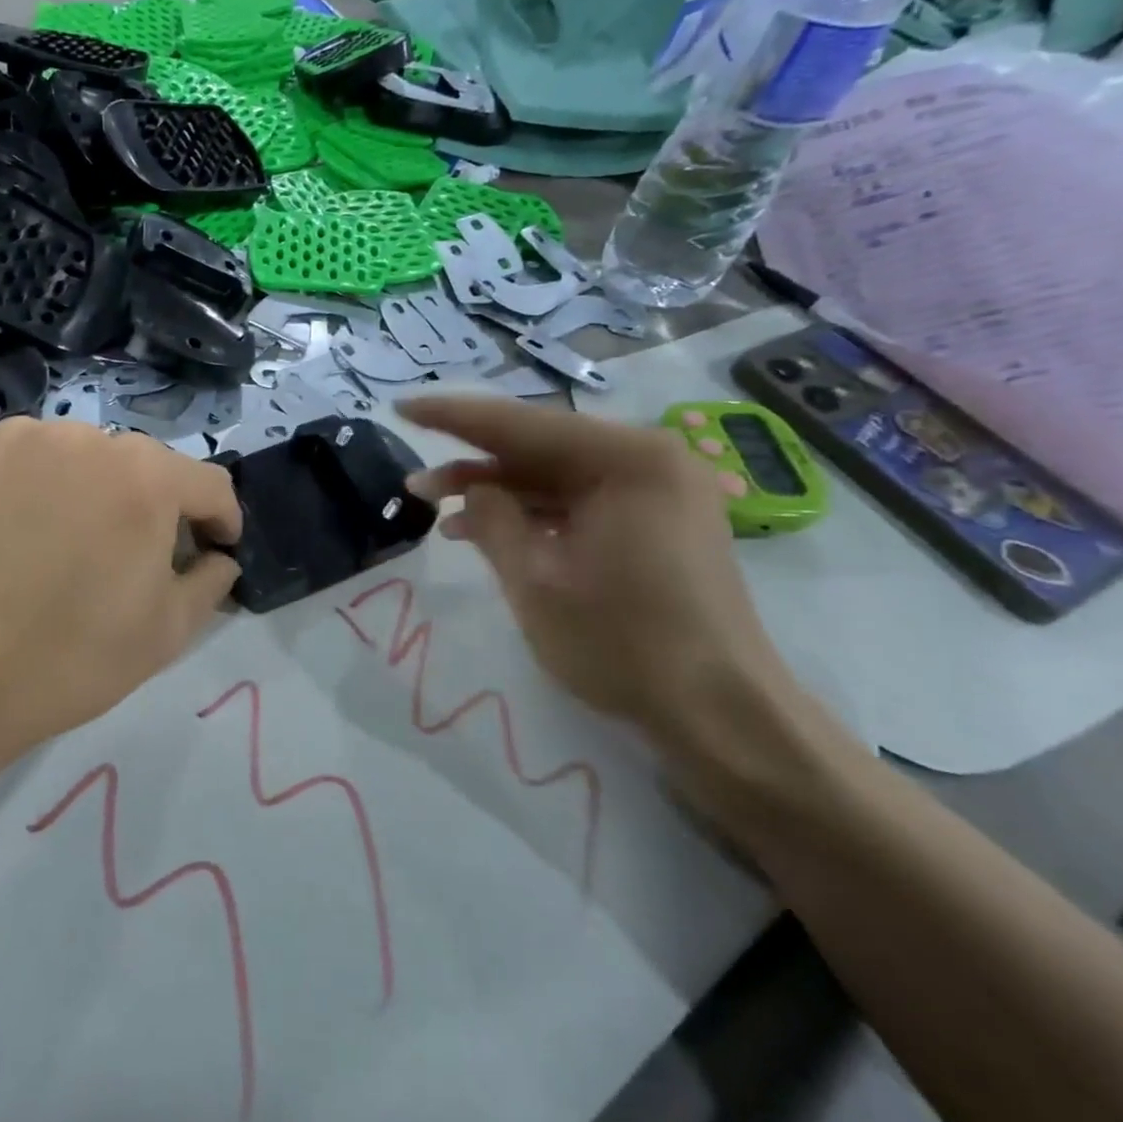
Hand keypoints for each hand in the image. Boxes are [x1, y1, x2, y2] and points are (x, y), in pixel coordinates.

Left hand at [0, 418, 241, 755]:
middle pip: (145, 467)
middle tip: (136, 559)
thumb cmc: (67, 658)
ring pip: (85, 457)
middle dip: (155, 508)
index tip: (215, 550)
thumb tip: (216, 557)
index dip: (221, 521)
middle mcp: (89, 437)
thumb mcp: (166, 633)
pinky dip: (41, 484)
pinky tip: (20, 530)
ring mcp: (23, 435)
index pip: (209, 485)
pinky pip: (31, 457)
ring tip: (70, 546)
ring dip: (95, 491)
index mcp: (146, 477)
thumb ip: (210, 582)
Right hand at [398, 396, 789, 743]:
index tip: (401, 407)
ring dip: (499, 492)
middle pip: (540, 447)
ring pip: (557, 476)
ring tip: (436, 510)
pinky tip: (486, 531)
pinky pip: (580, 501)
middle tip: (415, 481)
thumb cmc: (623, 644)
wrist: (721, 715)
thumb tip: (472, 489)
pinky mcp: (656, 521)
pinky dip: (533, 513)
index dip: (452, 416)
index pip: (520, 424)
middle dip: (473, 463)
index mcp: (627, 459)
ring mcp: (658, 491)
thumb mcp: (535, 581)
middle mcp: (649, 459)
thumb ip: (492, 519)